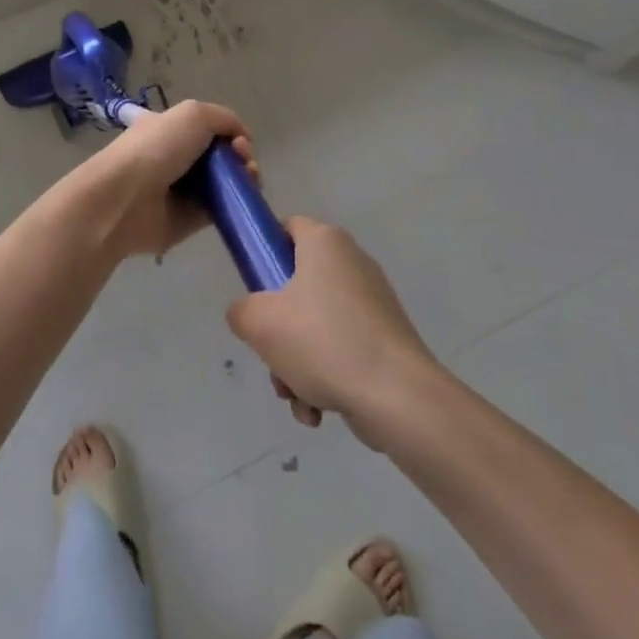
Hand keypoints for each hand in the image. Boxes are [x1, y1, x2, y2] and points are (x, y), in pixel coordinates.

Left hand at [76, 99, 258, 260]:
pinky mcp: (192, 220)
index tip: (238, 141)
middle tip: (244, 161)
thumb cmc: (156, 148)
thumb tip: (242, 139)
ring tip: (248, 178)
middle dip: (241, 155)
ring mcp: (186, 190)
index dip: (230, 132)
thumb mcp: (193, 114)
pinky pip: (222, 208)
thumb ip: (225, 119)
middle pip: (222, 156)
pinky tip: (245, 197)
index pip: (209, 128)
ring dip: (245, 177)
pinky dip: (238, 203)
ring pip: (226, 181)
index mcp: (171, 129)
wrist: (126, 198)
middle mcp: (178, 158)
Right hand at [226, 217, 436, 442]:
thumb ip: (240, 310)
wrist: (398, 397)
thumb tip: (250, 315)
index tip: (254, 288)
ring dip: (297, 362)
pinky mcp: (386, 337)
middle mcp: (352, 262)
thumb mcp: (260, 323)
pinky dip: (325, 376)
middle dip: (278, 330)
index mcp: (325, 242)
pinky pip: (342, 349)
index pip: (287, 227)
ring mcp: (373, 301)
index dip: (264, 252)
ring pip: (317, 324)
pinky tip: (319, 410)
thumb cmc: (322, 341)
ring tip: (295, 396)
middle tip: (271, 356)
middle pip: (297, 286)